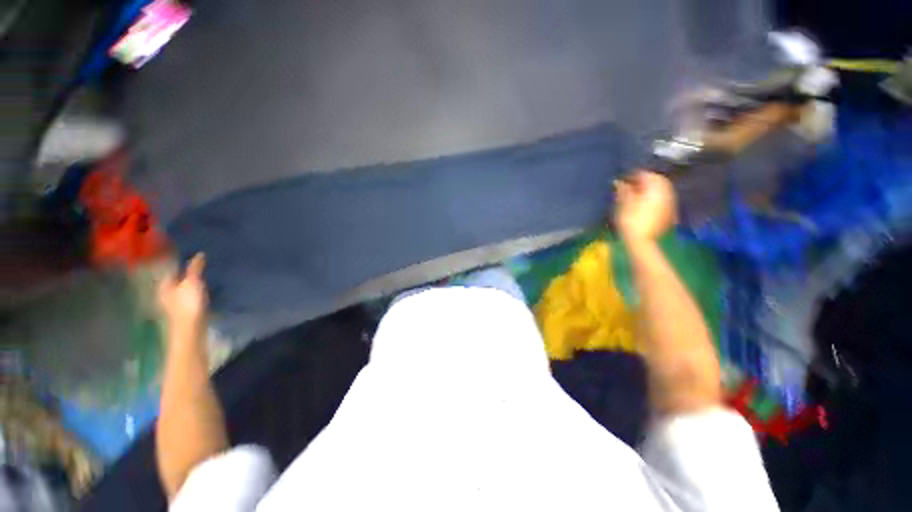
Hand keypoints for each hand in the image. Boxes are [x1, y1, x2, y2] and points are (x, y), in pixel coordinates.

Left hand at [158, 253, 208, 339]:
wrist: (190, 329)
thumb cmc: (187, 304)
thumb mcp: (192, 282)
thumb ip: (195, 268)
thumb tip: (200, 254)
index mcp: (164, 284)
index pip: (169, 268)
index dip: (176, 260)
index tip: (187, 252)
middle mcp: (165, 292)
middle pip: (174, 278)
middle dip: (182, 271)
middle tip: (195, 261)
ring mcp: (174, 302)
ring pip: (181, 286)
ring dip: (188, 280)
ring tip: (201, 273)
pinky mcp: (184, 309)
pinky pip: (188, 294)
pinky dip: (194, 289)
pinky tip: (202, 289)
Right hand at [614, 170, 676, 242]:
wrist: (642, 241)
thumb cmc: (630, 221)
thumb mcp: (623, 203)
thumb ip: (623, 190)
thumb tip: (618, 181)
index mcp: (655, 187)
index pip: (645, 174)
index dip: (632, 175)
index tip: (621, 180)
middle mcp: (666, 192)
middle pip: (656, 180)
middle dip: (644, 181)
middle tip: (630, 186)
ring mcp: (670, 203)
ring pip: (661, 190)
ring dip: (650, 189)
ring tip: (637, 195)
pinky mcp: (670, 213)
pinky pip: (663, 200)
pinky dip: (654, 198)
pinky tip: (645, 204)